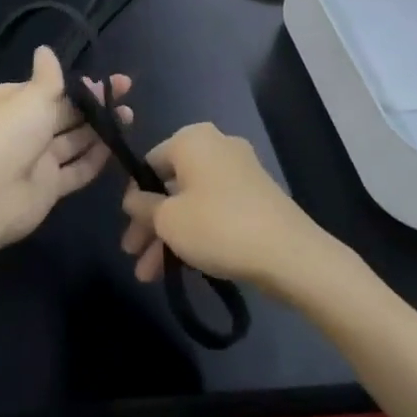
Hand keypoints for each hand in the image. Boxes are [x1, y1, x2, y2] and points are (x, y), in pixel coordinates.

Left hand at [0, 46, 131, 251]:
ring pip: (74, 140)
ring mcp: (37, 160)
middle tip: (125, 93)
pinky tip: (117, 146)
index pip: (48, 89)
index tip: (102, 81)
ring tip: (129, 116)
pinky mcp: (49, 186)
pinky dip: (95, 159)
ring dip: (100, 129)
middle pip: (64, 113)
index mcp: (12, 102)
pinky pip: (76, 169)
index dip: (76, 85)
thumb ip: (47, 77)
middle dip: (93, 104)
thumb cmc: (9, 133)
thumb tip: (44, 49)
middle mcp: (24, 129)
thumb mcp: (31, 97)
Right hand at [120, 122, 323, 290]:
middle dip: (150, 224)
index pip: (149, 163)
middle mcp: (217, 146)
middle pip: (170, 185)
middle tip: (134, 257)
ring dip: (170, 236)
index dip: (134, 198)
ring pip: (192, 202)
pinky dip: (197, 232)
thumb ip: (142, 206)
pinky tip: (183, 266)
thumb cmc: (217, 226)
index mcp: (192, 139)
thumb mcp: (167, 219)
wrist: (289, 254)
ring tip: (152, 276)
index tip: (127, 229)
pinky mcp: (257, 196)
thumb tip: (132, 199)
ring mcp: (240, 171)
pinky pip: (215, 209)